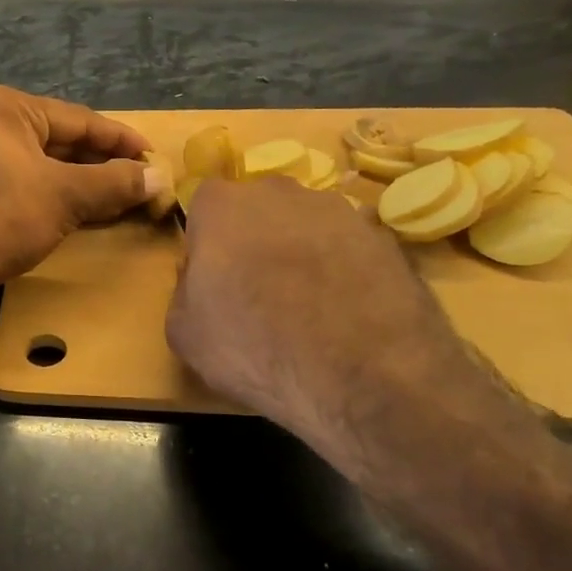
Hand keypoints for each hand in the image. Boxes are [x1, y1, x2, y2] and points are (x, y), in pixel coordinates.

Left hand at [0, 86, 164, 302]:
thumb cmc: (6, 213)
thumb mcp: (67, 194)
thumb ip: (116, 182)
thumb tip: (161, 178)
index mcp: (9, 109)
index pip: (80, 119)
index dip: (121, 140)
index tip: (154, 157)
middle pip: (64, 142)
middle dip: (105, 164)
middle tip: (143, 181)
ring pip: (49, 166)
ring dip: (87, 183)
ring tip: (124, 199)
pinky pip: (33, 186)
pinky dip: (62, 197)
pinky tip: (90, 213)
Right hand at [166, 177, 472, 444]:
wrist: (361, 376)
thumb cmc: (253, 348)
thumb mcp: (184, 331)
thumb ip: (184, 289)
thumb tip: (200, 278)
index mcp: (223, 206)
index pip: (204, 206)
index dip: (206, 241)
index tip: (211, 276)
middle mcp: (282, 193)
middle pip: (259, 207)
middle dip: (255, 238)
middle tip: (257, 288)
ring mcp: (341, 211)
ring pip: (307, 225)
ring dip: (302, 252)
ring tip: (309, 306)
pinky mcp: (387, 238)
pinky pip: (350, 248)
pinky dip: (344, 270)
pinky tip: (346, 313)